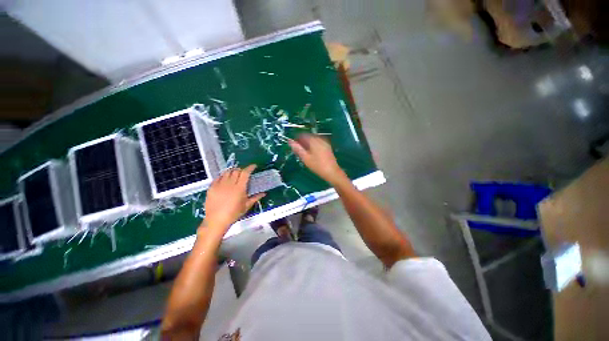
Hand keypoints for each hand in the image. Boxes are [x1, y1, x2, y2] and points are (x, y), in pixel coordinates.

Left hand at [203, 165, 265, 231]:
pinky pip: (218, 177)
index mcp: (239, 188)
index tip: (253, 166)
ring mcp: (219, 185)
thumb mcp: (246, 206)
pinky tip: (225, 180)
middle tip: (244, 173)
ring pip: (226, 172)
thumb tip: (264, 193)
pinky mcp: (211, 187)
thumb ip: (255, 198)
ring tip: (234, 175)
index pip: (245, 173)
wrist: (216, 221)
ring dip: (232, 171)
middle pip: (236, 170)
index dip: (250, 167)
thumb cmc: (233, 214)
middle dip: (241, 169)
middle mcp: (229, 184)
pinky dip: (223, 176)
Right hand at [288, 134, 346, 184]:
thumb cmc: (317, 165)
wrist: (332, 172)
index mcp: (314, 140)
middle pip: (309, 137)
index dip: (297, 139)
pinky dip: (313, 146)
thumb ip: (297, 148)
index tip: (293, 145)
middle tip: (298, 150)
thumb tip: (289, 141)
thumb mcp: (305, 158)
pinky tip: (311, 153)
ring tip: (304, 153)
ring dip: (307, 144)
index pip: (303, 135)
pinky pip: (318, 143)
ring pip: (313, 140)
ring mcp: (325, 143)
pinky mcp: (328, 147)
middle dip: (302, 142)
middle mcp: (320, 139)